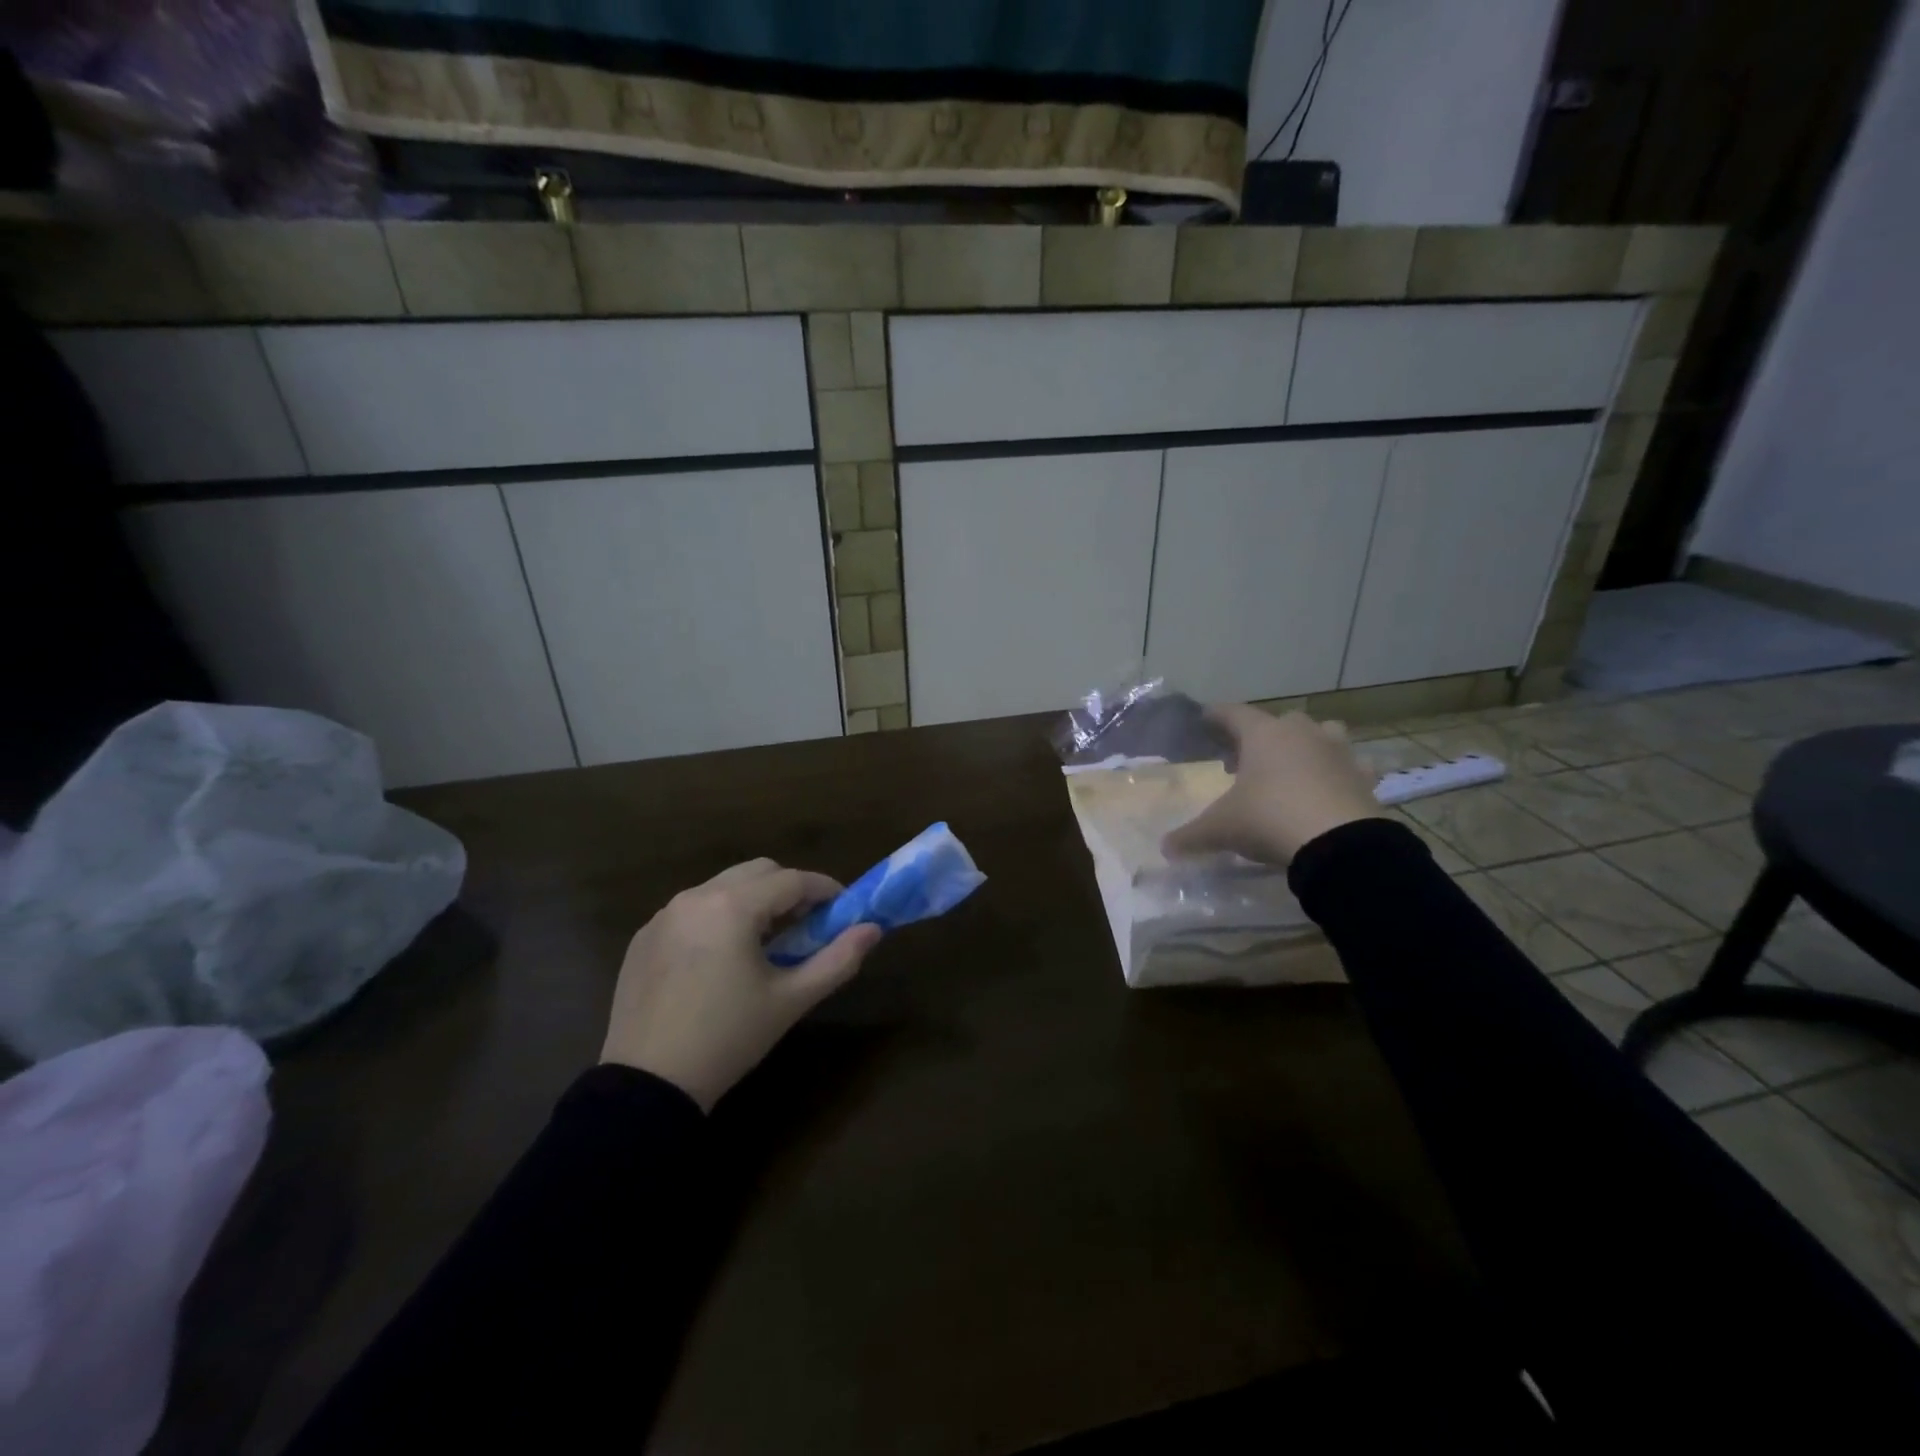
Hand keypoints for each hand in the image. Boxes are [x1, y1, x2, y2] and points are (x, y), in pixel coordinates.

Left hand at [601, 858, 881, 1110]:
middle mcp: (696, 897)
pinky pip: (692, 910)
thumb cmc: (728, 1038)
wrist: (647, 1086)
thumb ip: (838, 959)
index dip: (825, 890)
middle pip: (757, 871)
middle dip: (788, 890)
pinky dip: (718, 918)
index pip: (792, 880)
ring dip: (753, 901)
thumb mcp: (791, 1000)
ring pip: (723, 886)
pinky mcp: (644, 937)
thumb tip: (873, 929)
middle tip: (806, 925)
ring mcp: (664, 915)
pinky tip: (722, 959)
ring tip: (765, 943)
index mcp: (732, 907)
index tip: (843, 910)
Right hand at [1163, 705, 1383, 866]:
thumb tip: (1166, 847)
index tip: (1205, 716)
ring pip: (1321, 735)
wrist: (1340, 843)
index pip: (1233, 713)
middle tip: (1246, 758)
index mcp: (1263, 735)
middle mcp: (1302, 733)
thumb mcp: (1221, 829)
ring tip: (1292, 768)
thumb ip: (1191, 836)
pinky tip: (1329, 790)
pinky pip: (1348, 766)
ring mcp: (1338, 752)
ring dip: (1306, 746)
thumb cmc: (1269, 819)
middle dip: (1262, 736)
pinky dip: (1337, 774)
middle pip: (1279, 722)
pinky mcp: (1364, 777)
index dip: (1216, 715)